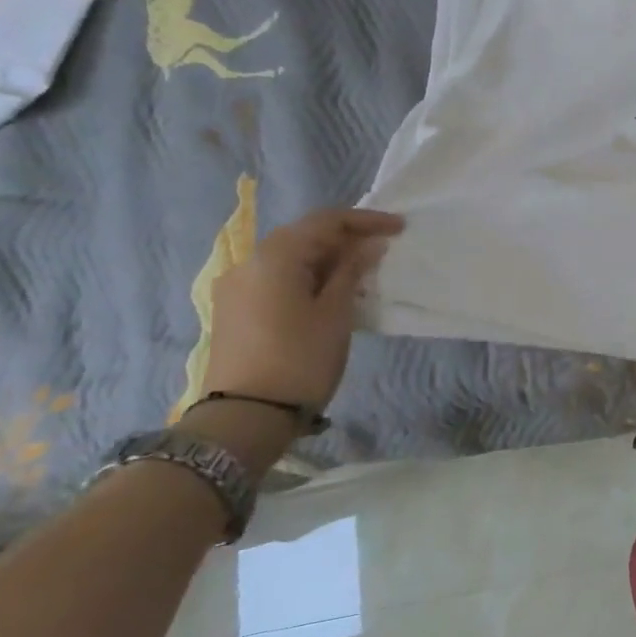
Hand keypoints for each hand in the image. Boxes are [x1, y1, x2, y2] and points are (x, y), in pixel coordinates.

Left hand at [201, 207, 403, 412]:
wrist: (245, 416)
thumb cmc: (301, 358)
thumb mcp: (336, 312)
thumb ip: (352, 271)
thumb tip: (369, 245)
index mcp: (275, 257)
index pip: (325, 221)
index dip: (366, 220)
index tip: (400, 227)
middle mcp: (248, 263)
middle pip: (304, 236)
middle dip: (346, 238)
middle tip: (384, 248)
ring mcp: (236, 287)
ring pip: (290, 258)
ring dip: (327, 259)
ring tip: (363, 272)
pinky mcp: (235, 310)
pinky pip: (278, 278)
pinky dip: (308, 276)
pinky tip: (331, 292)